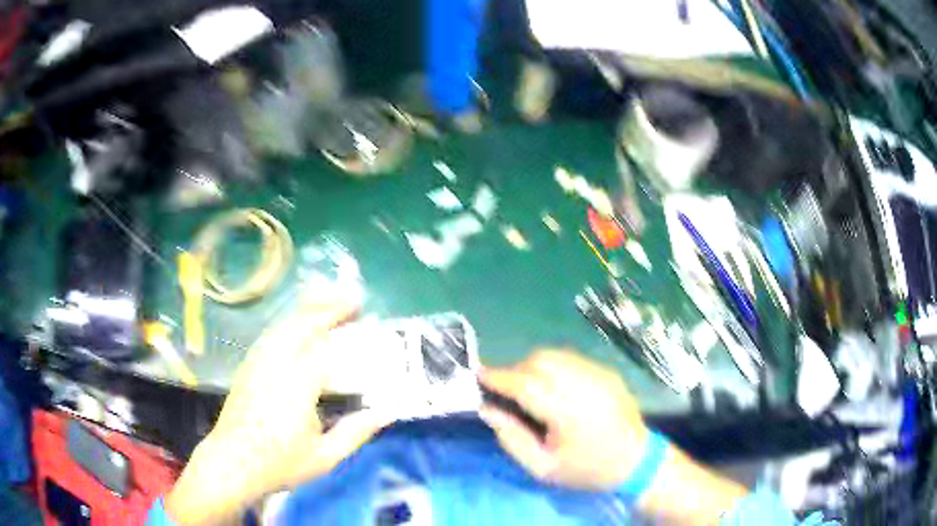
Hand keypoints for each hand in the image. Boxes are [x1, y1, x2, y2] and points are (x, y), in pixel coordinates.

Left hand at [165, 297, 393, 524]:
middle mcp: (275, 364)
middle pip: (303, 323)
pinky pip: (272, 334)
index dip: (347, 329)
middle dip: (328, 308)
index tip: (365, 319)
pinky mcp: (248, 366)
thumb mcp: (324, 457)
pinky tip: (298, 328)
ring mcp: (258, 362)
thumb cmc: (279, 463)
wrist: (232, 462)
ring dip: (309, 311)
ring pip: (284, 324)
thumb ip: (355, 432)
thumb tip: (385, 412)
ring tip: (330, 306)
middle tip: (352, 303)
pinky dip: (290, 323)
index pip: (326, 345)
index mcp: (297, 385)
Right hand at [478, 349, 648, 490]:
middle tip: (507, 391)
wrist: (636, 461)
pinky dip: (555, 367)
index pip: (525, 384)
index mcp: (567, 411)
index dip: (499, 377)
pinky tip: (557, 388)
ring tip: (531, 389)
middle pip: (540, 360)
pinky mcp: (607, 372)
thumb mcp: (543, 468)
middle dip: (517, 370)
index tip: (479, 374)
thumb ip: (512, 438)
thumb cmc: (586, 469)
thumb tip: (488, 409)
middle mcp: (584, 384)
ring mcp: (599, 374)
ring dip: (535, 366)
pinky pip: (572, 359)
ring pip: (556, 355)